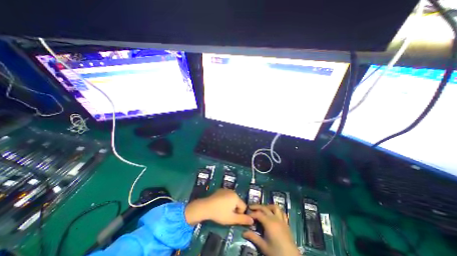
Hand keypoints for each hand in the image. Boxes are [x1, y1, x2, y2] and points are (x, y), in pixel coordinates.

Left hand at [183, 188, 253, 225]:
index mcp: (236, 197)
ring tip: (222, 210)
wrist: (205, 207)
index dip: (239, 214)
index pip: (243, 207)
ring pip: (232, 199)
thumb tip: (252, 220)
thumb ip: (243, 219)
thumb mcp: (231, 219)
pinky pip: (226, 196)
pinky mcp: (220, 190)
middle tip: (227, 214)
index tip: (231, 217)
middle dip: (234, 209)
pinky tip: (219, 205)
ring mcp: (226, 189)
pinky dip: (225, 200)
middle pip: (238, 202)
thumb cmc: (220, 213)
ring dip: (230, 205)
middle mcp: (232, 191)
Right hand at [243, 204, 300, 255]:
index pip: (258, 214)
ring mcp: (281, 220)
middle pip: (265, 208)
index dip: (251, 213)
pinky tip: (273, 213)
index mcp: (269, 223)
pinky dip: (276, 210)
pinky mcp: (286, 223)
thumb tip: (243, 233)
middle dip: (257, 206)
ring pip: (274, 207)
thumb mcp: (263, 246)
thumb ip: (253, 237)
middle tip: (250, 207)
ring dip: (267, 206)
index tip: (246, 214)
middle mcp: (275, 218)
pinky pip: (282, 212)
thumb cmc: (276, 253)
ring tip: (262, 209)